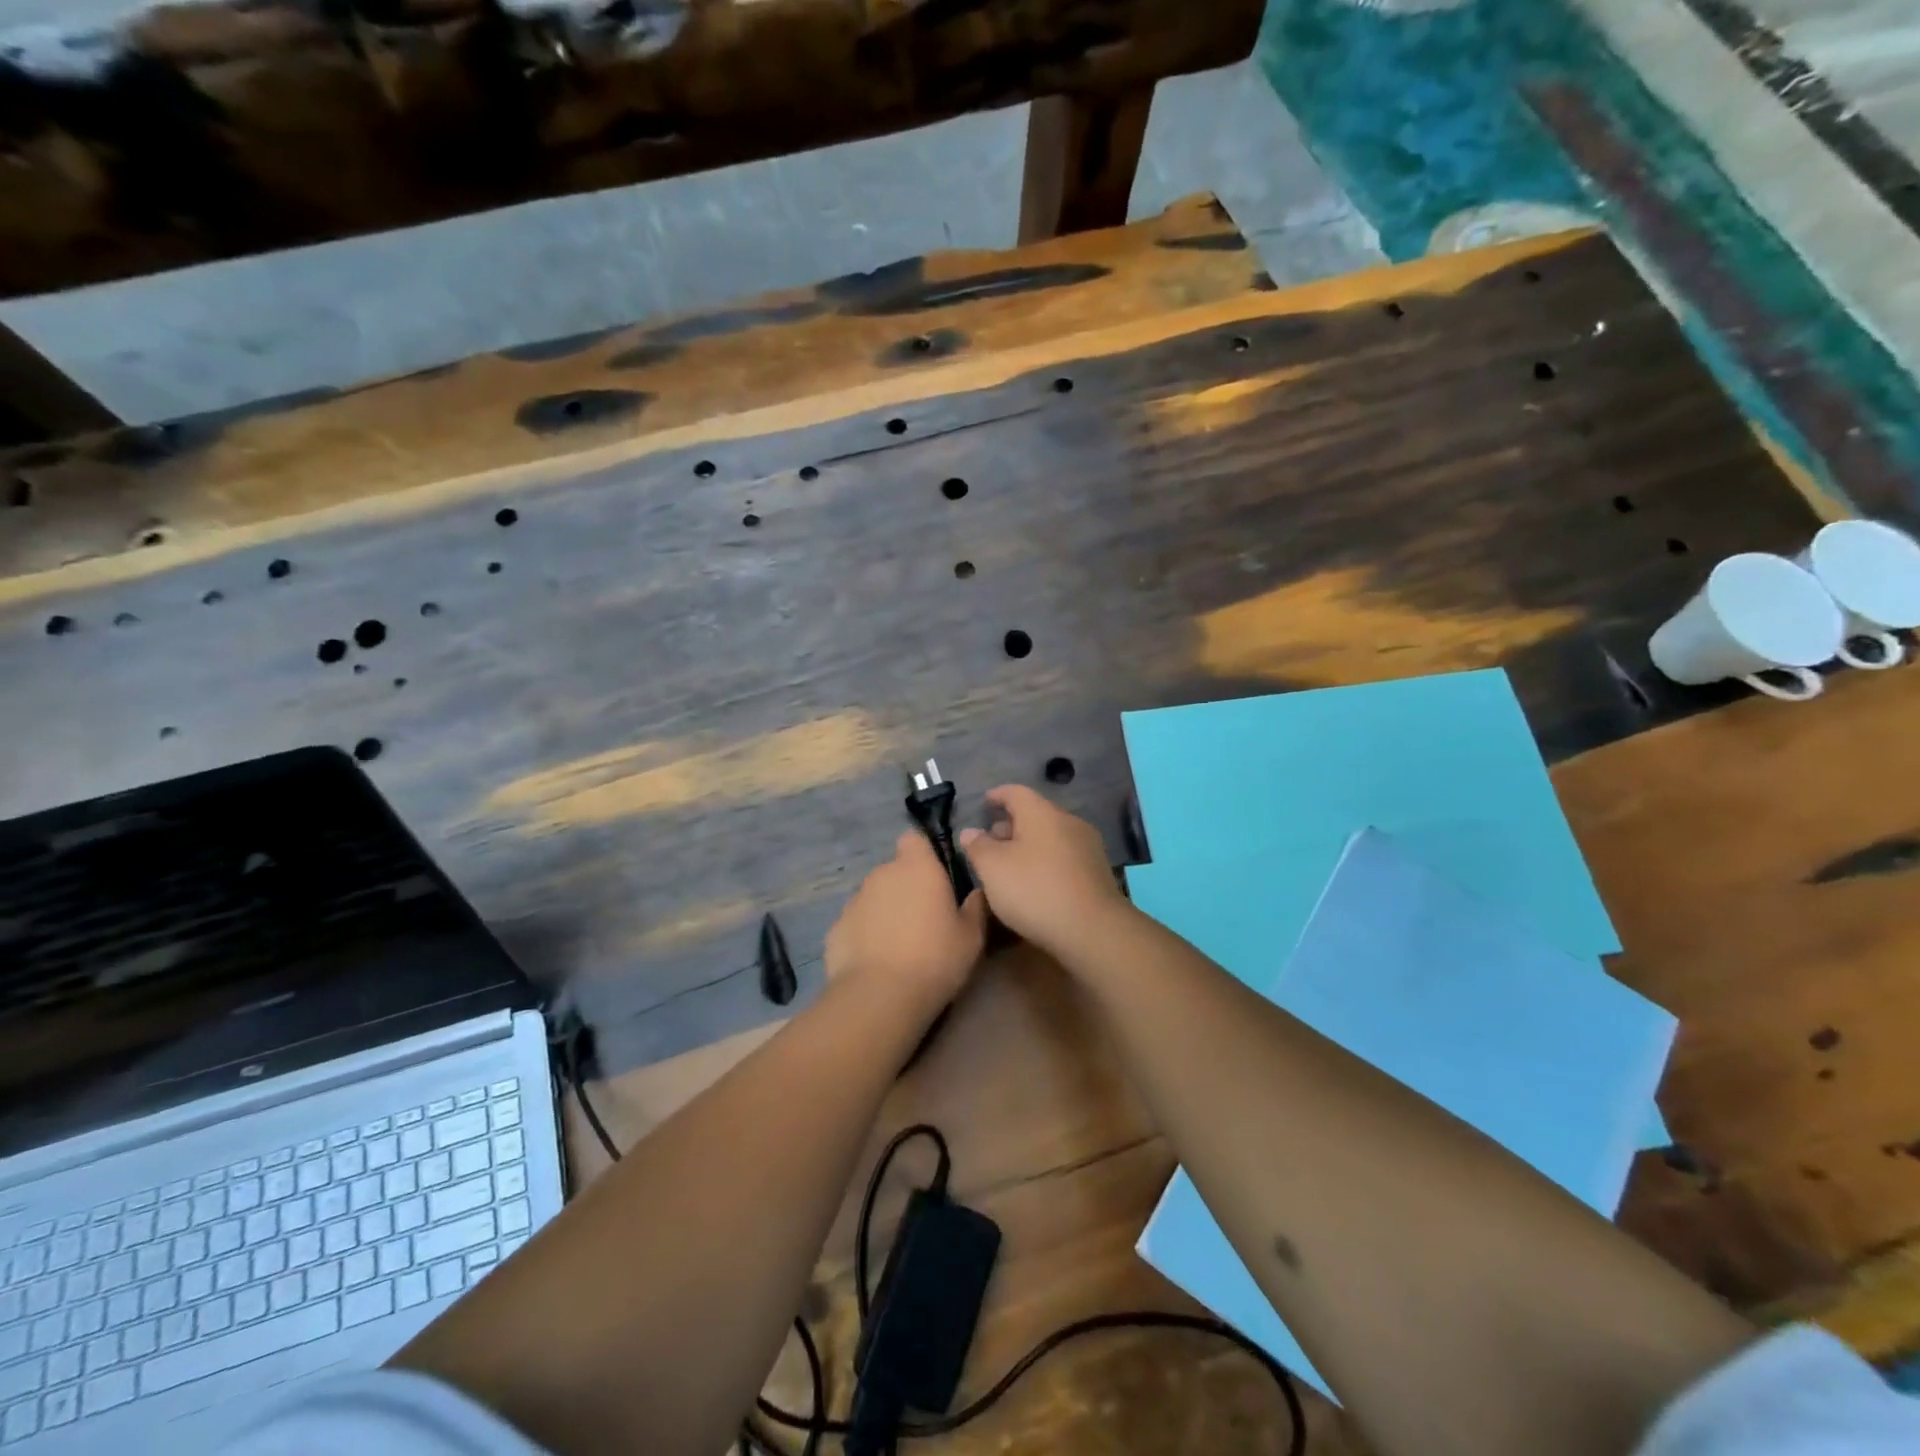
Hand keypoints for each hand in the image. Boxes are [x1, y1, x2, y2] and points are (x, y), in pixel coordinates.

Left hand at [825, 831, 987, 1002]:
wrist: (880, 996)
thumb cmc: (935, 958)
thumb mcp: (971, 937)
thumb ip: (974, 907)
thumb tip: (975, 892)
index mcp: (917, 867)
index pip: (914, 838)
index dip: (923, 853)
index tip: (935, 876)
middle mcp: (882, 874)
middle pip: (895, 871)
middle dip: (906, 887)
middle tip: (923, 919)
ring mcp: (854, 900)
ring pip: (874, 897)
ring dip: (885, 911)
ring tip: (899, 945)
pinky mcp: (836, 927)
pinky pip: (857, 924)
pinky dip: (866, 935)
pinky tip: (876, 962)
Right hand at [958, 785, 1126, 959]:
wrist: (1093, 930)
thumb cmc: (1035, 890)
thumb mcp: (993, 869)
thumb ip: (978, 846)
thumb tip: (970, 831)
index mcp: (1042, 813)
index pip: (1016, 792)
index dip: (997, 795)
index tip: (984, 802)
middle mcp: (1068, 822)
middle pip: (1035, 814)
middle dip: (1011, 825)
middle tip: (991, 841)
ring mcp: (1087, 847)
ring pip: (1051, 837)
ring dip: (1029, 845)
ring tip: (1009, 865)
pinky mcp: (1097, 872)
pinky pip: (1064, 856)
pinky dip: (1046, 861)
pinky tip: (1035, 882)